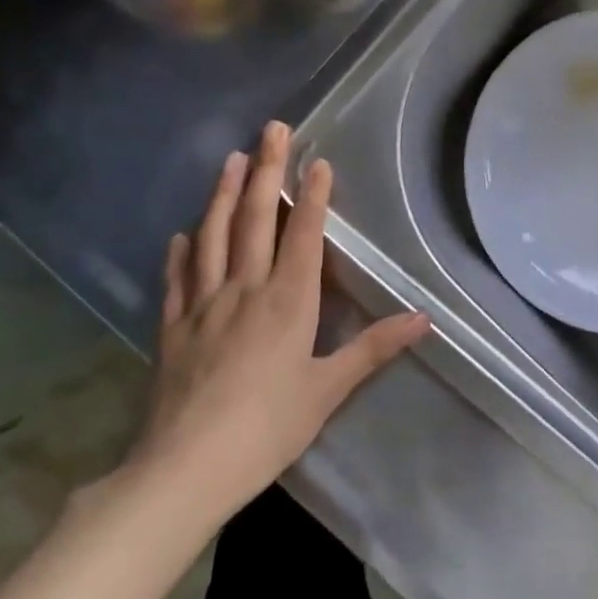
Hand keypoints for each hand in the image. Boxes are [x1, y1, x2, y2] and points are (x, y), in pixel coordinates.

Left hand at [125, 122, 428, 523]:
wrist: (185, 469)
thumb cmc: (267, 428)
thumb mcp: (328, 390)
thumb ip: (374, 348)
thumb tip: (424, 318)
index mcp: (288, 300)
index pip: (303, 234)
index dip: (312, 195)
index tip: (316, 160)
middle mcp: (245, 289)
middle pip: (255, 218)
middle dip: (265, 170)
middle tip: (270, 129)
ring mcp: (203, 304)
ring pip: (213, 235)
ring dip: (222, 194)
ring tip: (229, 159)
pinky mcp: (173, 327)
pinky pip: (178, 277)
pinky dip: (182, 250)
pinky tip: (183, 233)